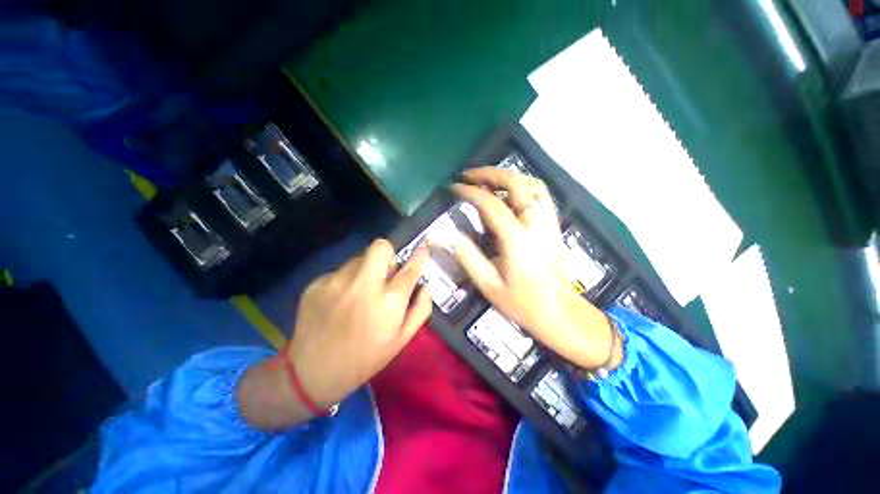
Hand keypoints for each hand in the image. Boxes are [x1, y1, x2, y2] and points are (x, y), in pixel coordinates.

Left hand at [238, 239, 431, 428]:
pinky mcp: (316, 283)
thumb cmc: (366, 358)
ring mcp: (337, 281)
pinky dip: (345, 281)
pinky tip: (339, 302)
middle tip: (384, 275)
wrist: (313, 373)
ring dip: (365, 270)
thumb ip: (420, 309)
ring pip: (359, 259)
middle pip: (381, 247)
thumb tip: (426, 285)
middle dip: (388, 256)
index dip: (419, 255)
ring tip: (359, 293)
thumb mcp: (401, 340)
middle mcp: (363, 284)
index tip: (424, 246)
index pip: (410, 268)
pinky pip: (340, 271)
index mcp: (389, 300)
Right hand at [451, 167, 620, 370]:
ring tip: (487, 179)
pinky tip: (510, 191)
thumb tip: (446, 234)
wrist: (559, 311)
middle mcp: (536, 224)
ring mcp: (548, 222)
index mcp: (517, 240)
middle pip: (516, 184)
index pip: (491, 204)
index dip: (470, 192)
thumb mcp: (488, 285)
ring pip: (532, 184)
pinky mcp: (554, 224)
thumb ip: (466, 257)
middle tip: (470, 174)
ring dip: (508, 176)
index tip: (454, 187)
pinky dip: (523, 185)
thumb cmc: (521, 302)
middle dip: (490, 173)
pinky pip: (541, 194)